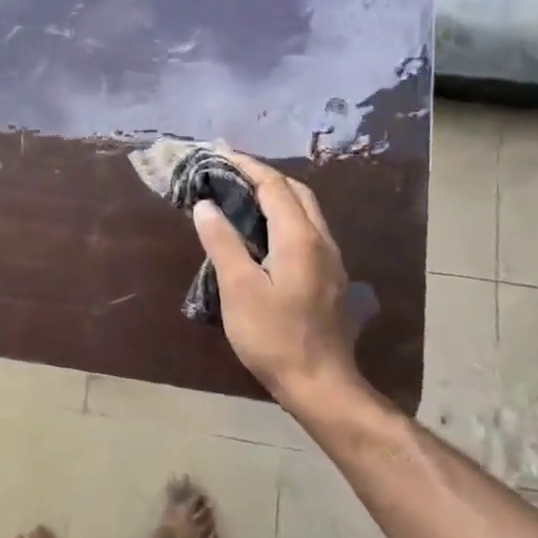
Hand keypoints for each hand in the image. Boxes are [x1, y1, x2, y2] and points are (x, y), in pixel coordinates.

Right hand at [191, 150, 366, 407]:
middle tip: (230, 173)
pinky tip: (264, 235)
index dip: (247, 166)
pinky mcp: (331, 279)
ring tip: (243, 198)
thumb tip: (206, 205)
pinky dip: (285, 218)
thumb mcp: (238, 288)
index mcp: (299, 238)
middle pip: (297, 193)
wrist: (319, 382)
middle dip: (265, 176)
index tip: (220, 154)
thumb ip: (222, 242)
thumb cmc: (273, 335)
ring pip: (307, 213)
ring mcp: (331, 261)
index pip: (274, 186)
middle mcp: (322, 241)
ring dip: (277, 197)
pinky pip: (308, 232)